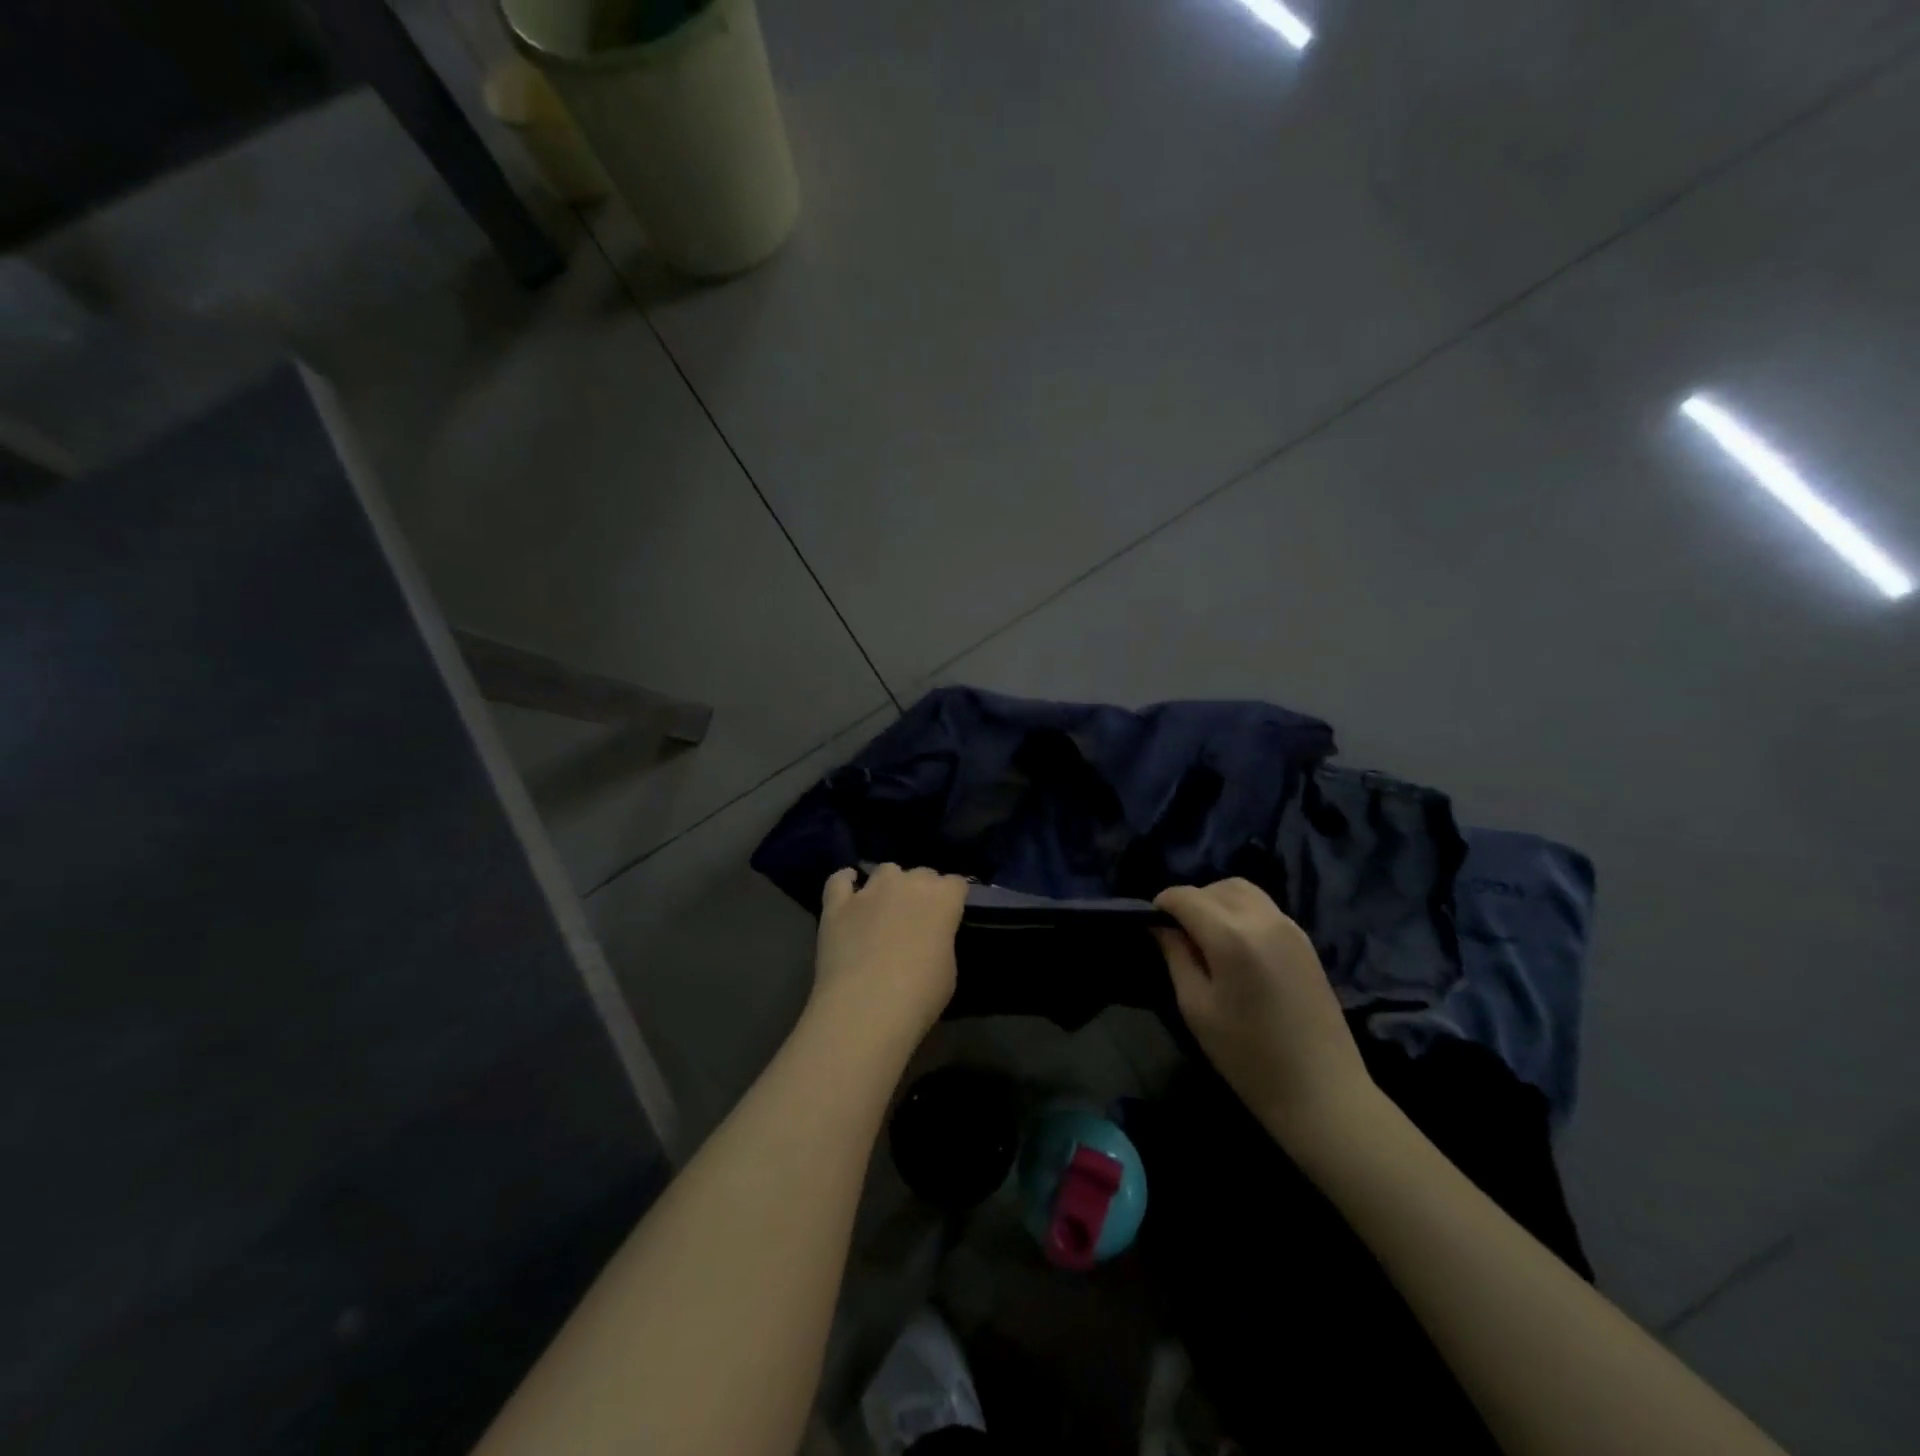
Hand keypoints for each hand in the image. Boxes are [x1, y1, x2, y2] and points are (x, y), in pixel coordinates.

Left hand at [810, 864, 968, 1053]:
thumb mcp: (948, 970)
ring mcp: (870, 891)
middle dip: (923, 889)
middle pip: (922, 873)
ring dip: (889, 884)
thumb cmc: (919, 996)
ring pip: (885, 870)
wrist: (865, 1009)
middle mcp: (908, 883)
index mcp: (943, 899)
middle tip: (918, 917)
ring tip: (885, 906)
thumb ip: (941, 942)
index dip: (953, 898)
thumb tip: (931, 938)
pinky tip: (849, 891)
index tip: (950, 915)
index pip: (955, 883)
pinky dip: (845, 882)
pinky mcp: (837, 904)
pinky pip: (839, 880)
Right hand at [1155, 879, 1373, 1137]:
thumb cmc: (1248, 1055)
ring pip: (1244, 891)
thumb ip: (1176, 957)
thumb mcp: (1196, 1007)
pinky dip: (1242, 912)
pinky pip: (1265, 908)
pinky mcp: (1306, 941)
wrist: (1322, 1091)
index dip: (1162, 904)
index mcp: (1231, 935)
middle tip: (1179, 933)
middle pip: (1216, 887)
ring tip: (1207, 937)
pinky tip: (1237, 947)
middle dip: (1192, 901)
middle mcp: (1263, 919)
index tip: (1151, 925)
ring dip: (1218, 901)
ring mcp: (1290, 927)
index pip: (1185, 896)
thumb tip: (1162, 927)